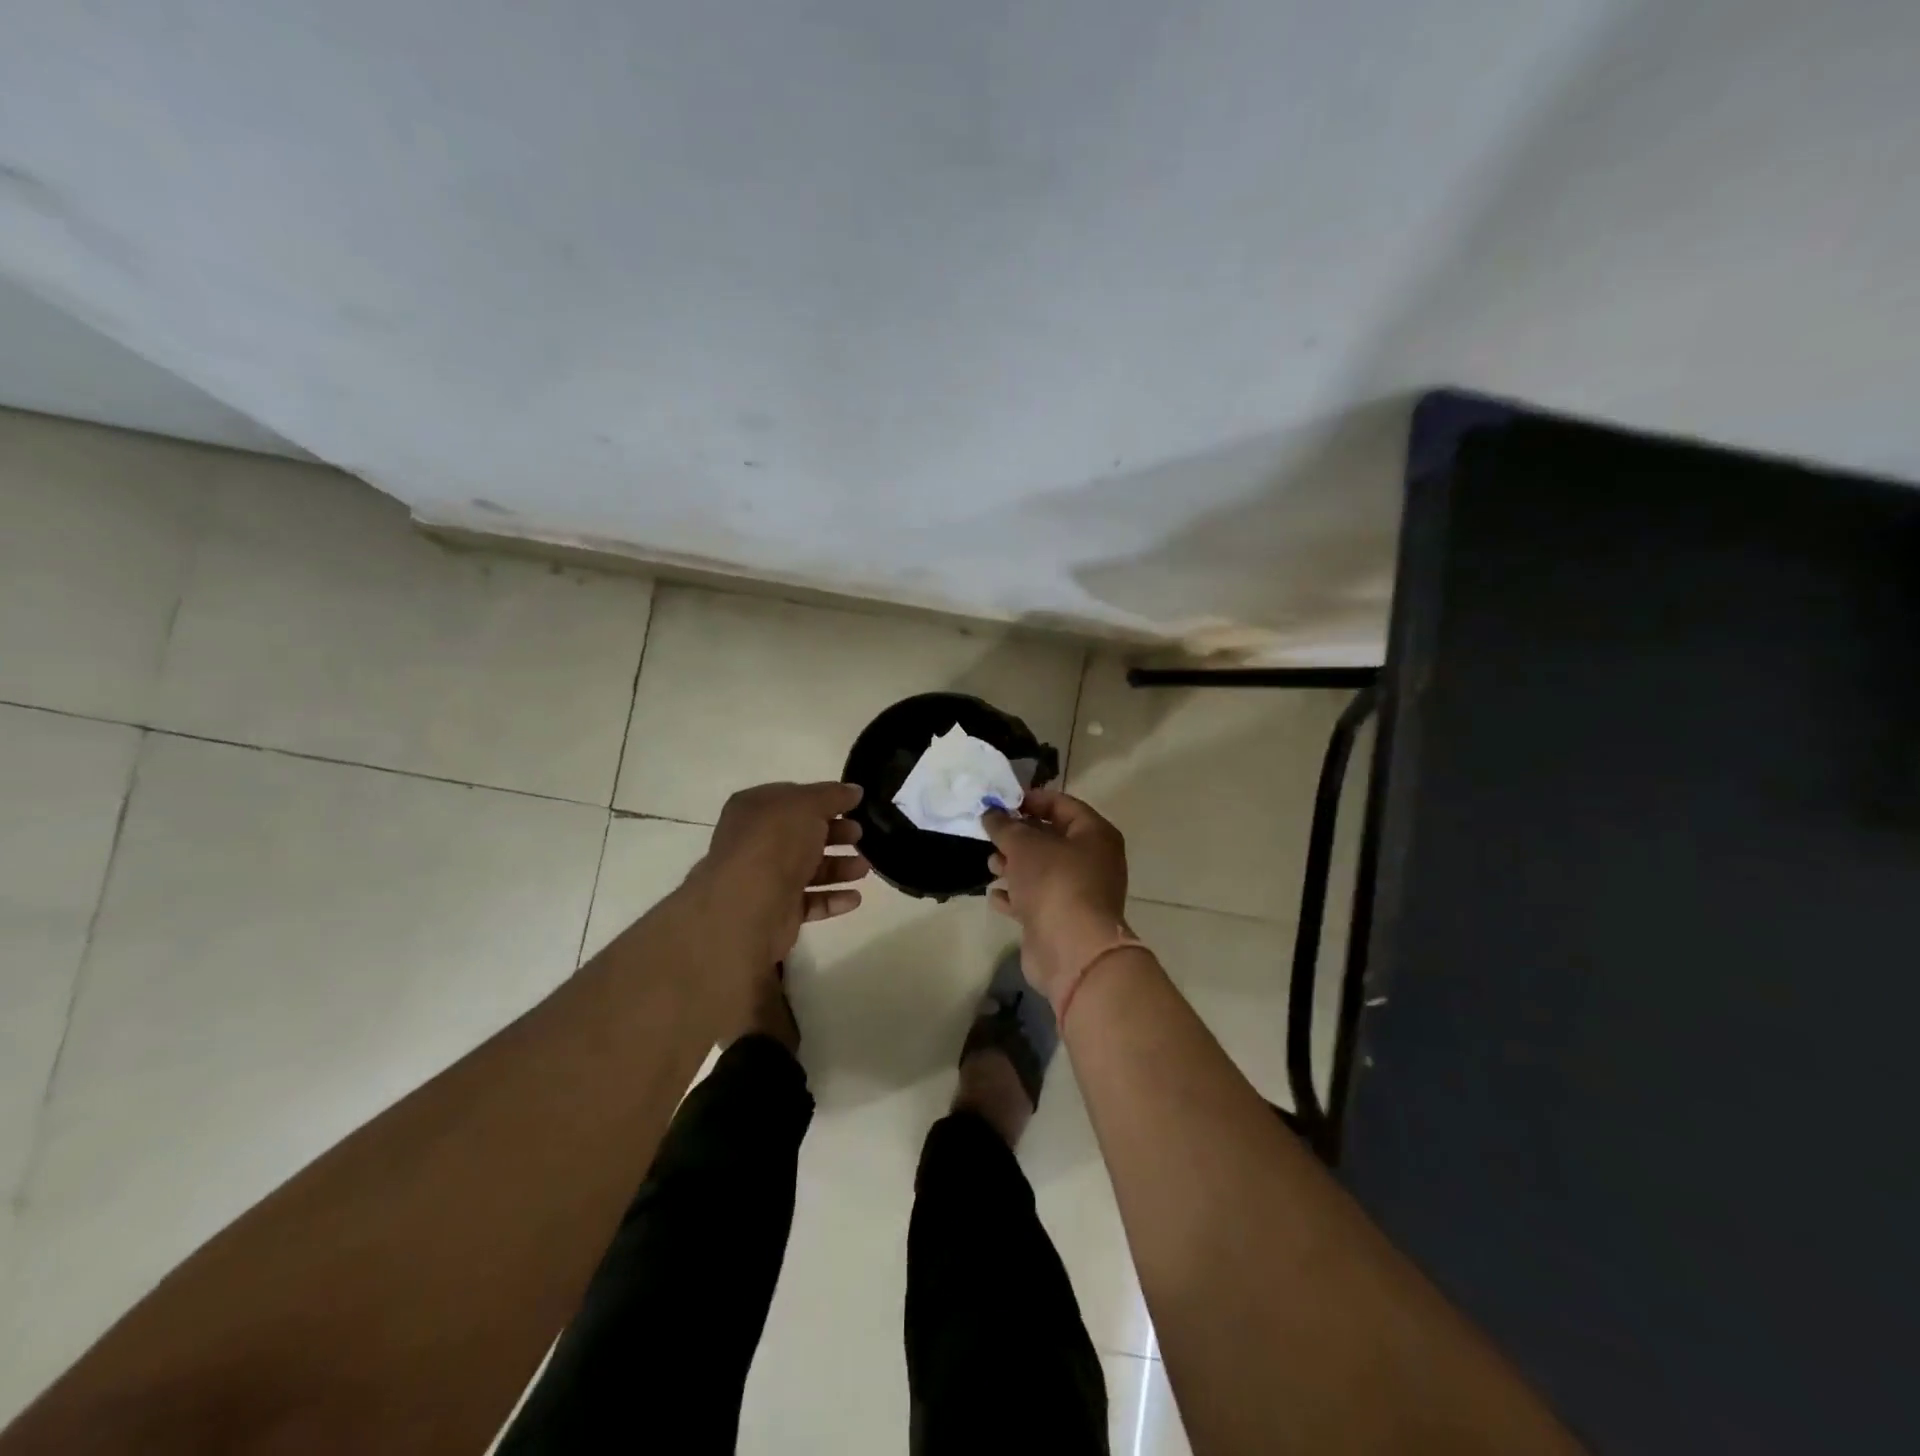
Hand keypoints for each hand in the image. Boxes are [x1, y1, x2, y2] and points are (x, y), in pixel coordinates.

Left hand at [692, 782, 869, 962]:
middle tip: (860, 835)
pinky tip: (855, 898)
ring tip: (864, 869)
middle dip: (835, 834)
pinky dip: (832, 898)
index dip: (824, 800)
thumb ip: (833, 795)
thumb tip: (854, 790)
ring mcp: (764, 878)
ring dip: (838, 867)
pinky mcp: (776, 911)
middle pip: (802, 834)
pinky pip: (809, 901)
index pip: (793, 798)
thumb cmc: (775, 842)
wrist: (748, 905)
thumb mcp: (808, 805)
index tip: (854, 806)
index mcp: (755, 809)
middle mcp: (756, 842)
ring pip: (807, 869)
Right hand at [982, 788, 1129, 1003]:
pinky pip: (1036, 900)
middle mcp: (1092, 861)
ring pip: (1041, 870)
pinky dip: (1016, 896)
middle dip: (1018, 836)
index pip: (1062, 805)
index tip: (1001, 802)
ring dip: (1014, 866)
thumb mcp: (1025, 845)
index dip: (1031, 800)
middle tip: (991, 834)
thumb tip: (991, 813)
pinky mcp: (1062, 920)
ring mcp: (1078, 893)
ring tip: (991, 865)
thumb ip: (1005, 826)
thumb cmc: (1054, 883)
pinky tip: (996, 896)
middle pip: (1051, 838)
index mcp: (1095, 834)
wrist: (1072, 951)